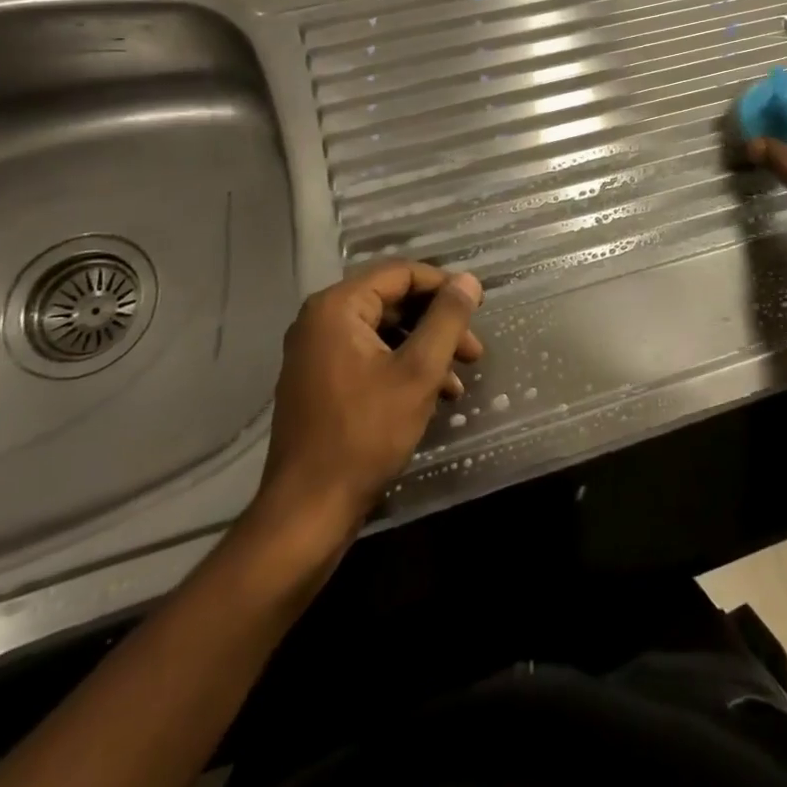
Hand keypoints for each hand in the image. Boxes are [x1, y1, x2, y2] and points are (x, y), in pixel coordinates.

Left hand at [240, 261, 482, 556]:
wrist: (308, 511)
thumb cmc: (365, 434)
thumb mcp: (419, 372)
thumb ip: (447, 319)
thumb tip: (468, 280)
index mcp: (337, 308)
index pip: (400, 274)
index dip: (444, 286)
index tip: (478, 309)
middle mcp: (320, 321)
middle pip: (393, 302)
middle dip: (438, 324)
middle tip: (473, 351)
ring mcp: (317, 353)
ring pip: (385, 332)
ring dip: (426, 349)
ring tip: (459, 380)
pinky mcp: (320, 382)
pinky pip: (370, 357)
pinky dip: (404, 368)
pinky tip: (434, 396)